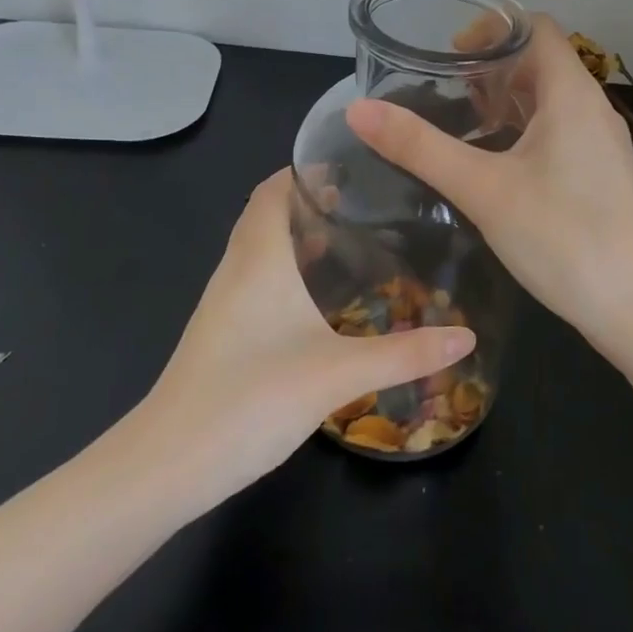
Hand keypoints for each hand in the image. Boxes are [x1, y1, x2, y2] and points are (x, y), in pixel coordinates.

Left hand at [136, 170, 475, 502]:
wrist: (166, 466)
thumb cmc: (249, 398)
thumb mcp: (337, 374)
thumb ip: (404, 354)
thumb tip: (466, 335)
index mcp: (259, 258)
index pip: (274, 189)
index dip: (306, 169)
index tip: (354, 165)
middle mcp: (237, 269)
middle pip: (268, 213)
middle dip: (312, 201)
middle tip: (368, 202)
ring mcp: (224, 303)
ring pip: (262, 249)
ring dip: (300, 236)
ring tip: (354, 240)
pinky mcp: (222, 333)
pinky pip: (258, 280)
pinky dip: (288, 270)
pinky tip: (320, 300)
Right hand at [345, 15, 632, 346]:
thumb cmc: (565, 238)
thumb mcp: (483, 190)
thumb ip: (420, 147)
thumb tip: (358, 109)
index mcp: (572, 93)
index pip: (535, 27)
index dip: (491, 28)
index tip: (448, 56)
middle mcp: (593, 108)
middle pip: (541, 62)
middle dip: (492, 67)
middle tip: (445, 91)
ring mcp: (603, 143)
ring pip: (550, 100)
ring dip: (508, 100)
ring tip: (463, 123)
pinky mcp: (603, 175)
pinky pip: (561, 131)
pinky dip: (525, 130)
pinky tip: (497, 165)